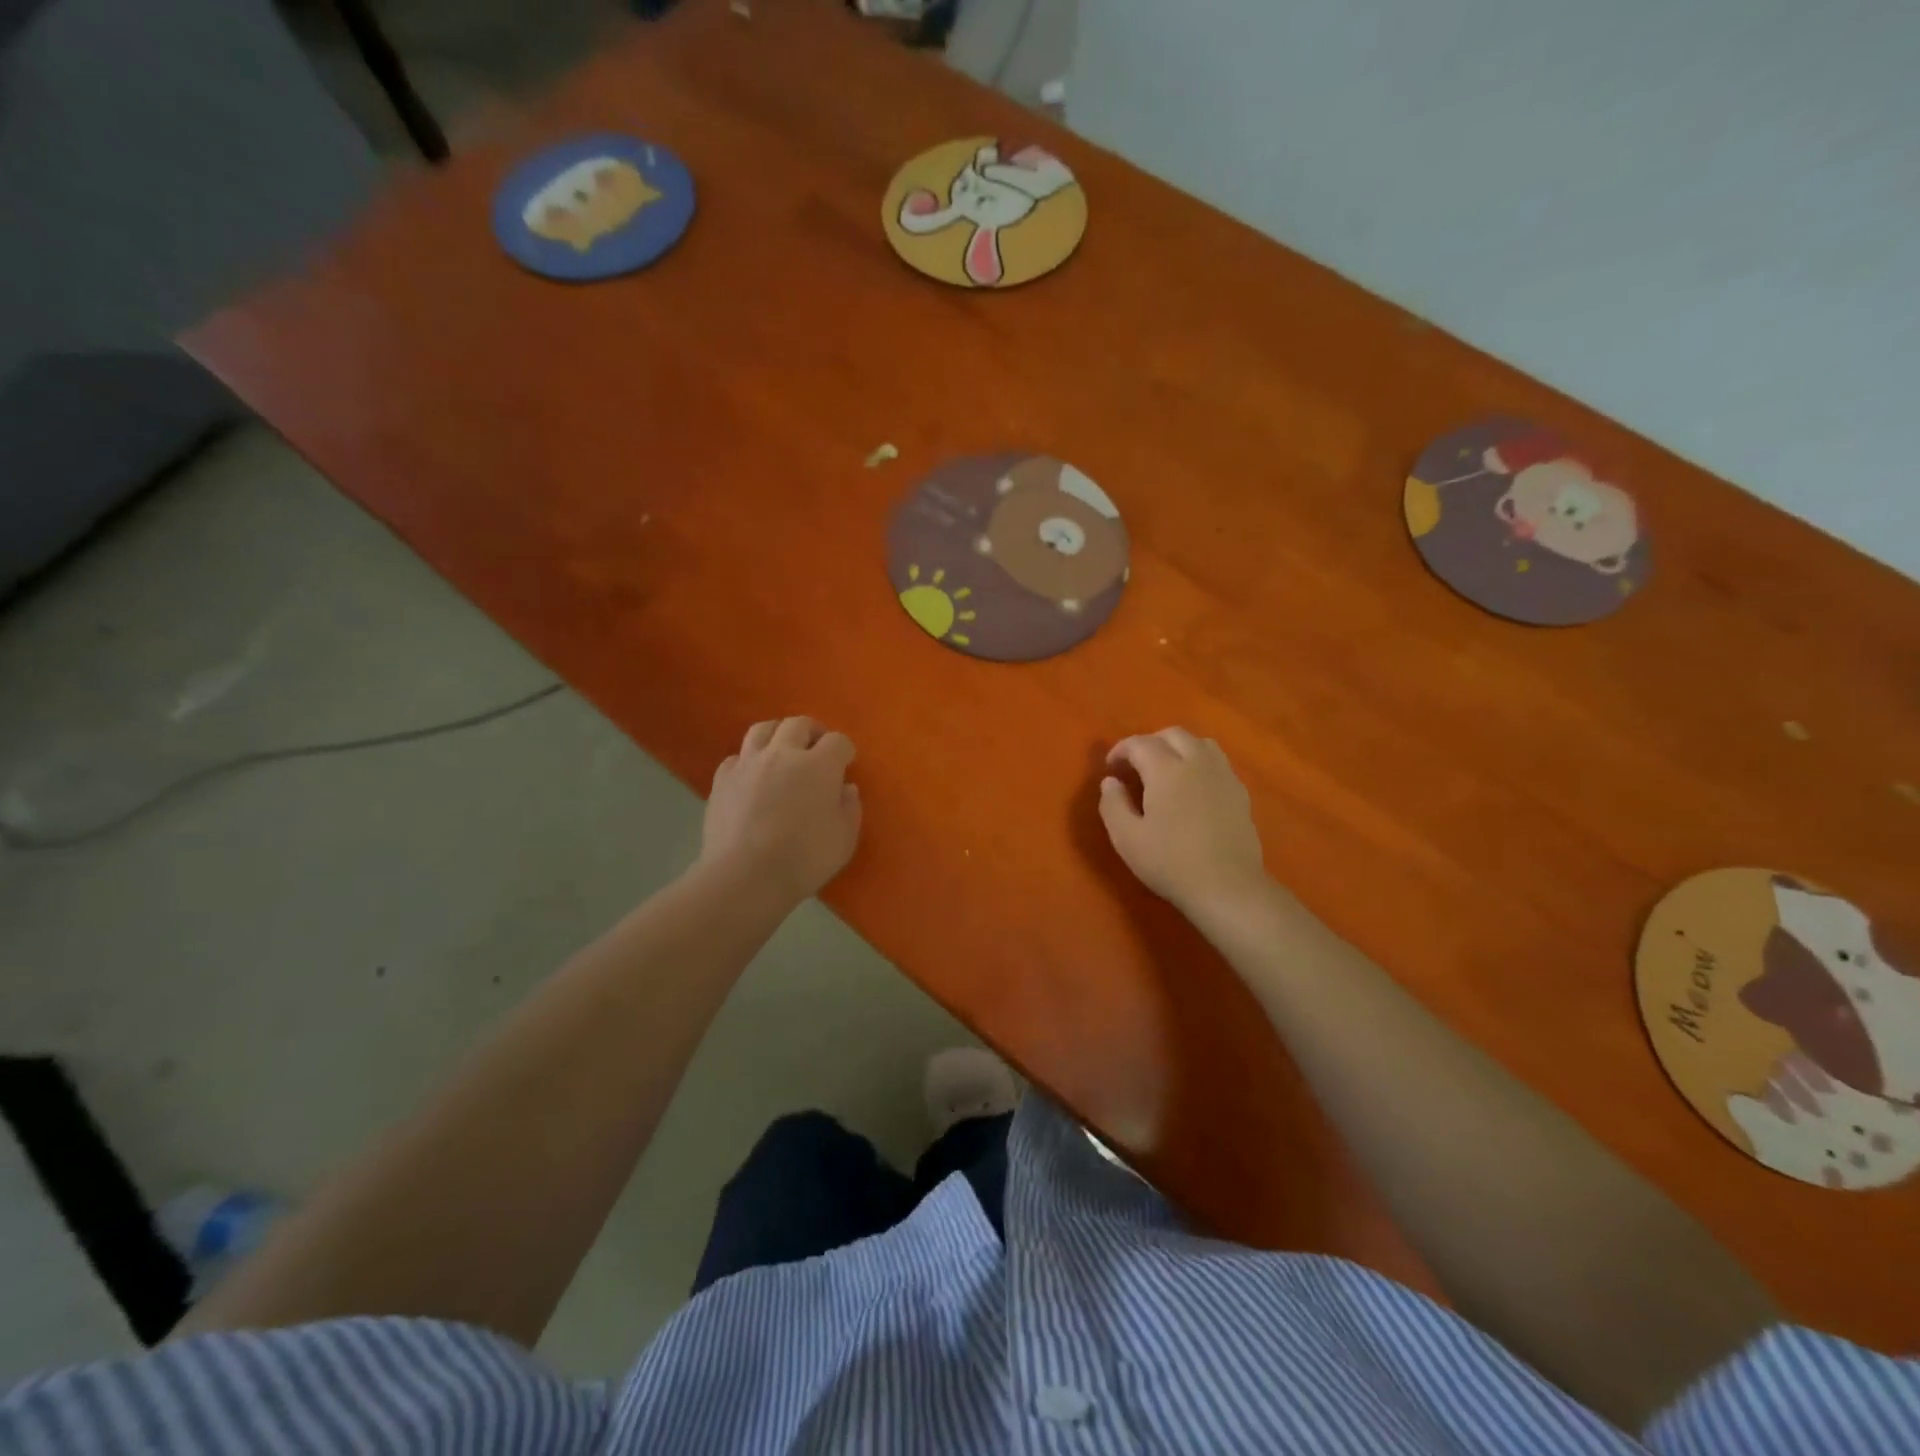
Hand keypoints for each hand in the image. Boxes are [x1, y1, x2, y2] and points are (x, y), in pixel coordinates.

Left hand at [699, 717, 861, 903]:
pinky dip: (748, 762)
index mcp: (819, 765)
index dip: (844, 750)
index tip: (846, 764)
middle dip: (812, 732)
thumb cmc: (804, 859)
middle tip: (816, 749)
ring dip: (777, 734)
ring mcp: (748, 764)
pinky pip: (736, 758)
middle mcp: (783, 754)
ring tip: (782, 752)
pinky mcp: (722, 780)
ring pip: (762, 729)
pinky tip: (752, 778)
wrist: (745, 876)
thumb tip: (845, 788)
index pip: (837, 741)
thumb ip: (850, 808)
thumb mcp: (844, 839)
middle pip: (798, 724)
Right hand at [1099, 728, 1267, 919]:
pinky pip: (1218, 762)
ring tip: (1167, 770)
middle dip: (1150, 742)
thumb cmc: (1170, 863)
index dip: (1121, 750)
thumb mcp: (1126, 839)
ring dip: (1179, 748)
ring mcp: (1223, 775)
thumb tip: (1110, 781)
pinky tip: (1194, 787)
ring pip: (1200, 743)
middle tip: (1136, 766)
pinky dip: (1200, 763)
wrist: (1227, 887)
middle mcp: (1197, 762)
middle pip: (1173, 734)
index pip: (1139, 743)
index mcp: (1166, 770)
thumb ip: (1113, 804)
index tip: (1111, 767)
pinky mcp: (1240, 792)